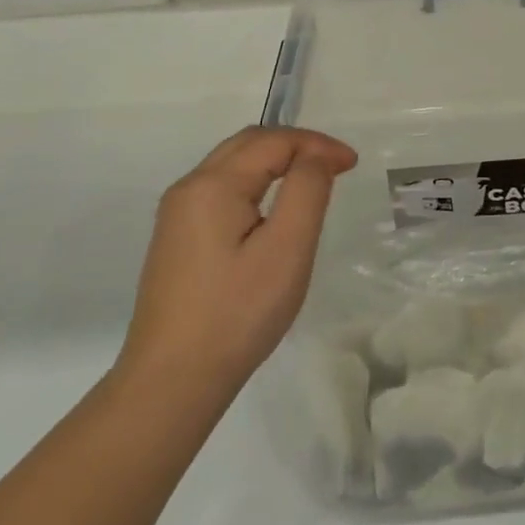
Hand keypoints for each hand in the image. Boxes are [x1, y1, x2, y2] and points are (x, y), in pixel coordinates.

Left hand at [118, 127, 357, 404]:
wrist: (171, 383)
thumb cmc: (237, 313)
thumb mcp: (287, 248)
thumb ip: (307, 189)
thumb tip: (316, 155)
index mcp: (212, 184)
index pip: (274, 141)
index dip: (317, 145)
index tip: (352, 165)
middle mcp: (189, 188)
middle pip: (248, 143)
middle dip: (296, 144)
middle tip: (336, 165)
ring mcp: (177, 215)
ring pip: (233, 164)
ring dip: (276, 160)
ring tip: (313, 179)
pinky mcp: (177, 239)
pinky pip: (222, 189)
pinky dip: (257, 181)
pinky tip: (274, 207)